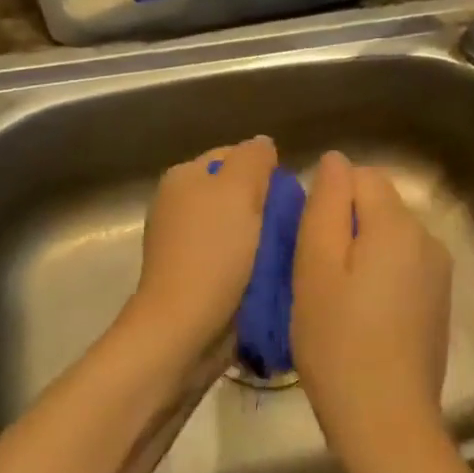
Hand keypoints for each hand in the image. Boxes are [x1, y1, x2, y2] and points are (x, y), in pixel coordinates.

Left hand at [125, 136, 277, 365]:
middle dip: (267, 206)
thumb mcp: (238, 191)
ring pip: (239, 227)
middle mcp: (179, 205)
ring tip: (289, 252)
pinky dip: (252, 263)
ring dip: (263, 238)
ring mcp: (185, 243)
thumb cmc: (213, 253)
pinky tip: (272, 274)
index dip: (266, 170)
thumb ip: (253, 159)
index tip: (292, 196)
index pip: (235, 156)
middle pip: (237, 193)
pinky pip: (234, 258)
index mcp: (183, 177)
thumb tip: (263, 144)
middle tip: (295, 225)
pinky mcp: (195, 276)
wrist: (185, 328)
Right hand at [291, 151, 453, 472]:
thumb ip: (326, 206)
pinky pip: (401, 266)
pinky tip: (360, 317)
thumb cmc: (338, 341)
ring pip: (387, 237)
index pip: (360, 177)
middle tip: (315, 276)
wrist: (386, 419)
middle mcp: (428, 238)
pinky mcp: (438, 301)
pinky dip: (377, 277)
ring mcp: (439, 272)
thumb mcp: (315, 268)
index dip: (328, 202)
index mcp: (398, 225)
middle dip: (343, 227)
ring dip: (358, 253)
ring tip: (334, 300)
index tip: (308, 245)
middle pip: (377, 205)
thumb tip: (336, 161)